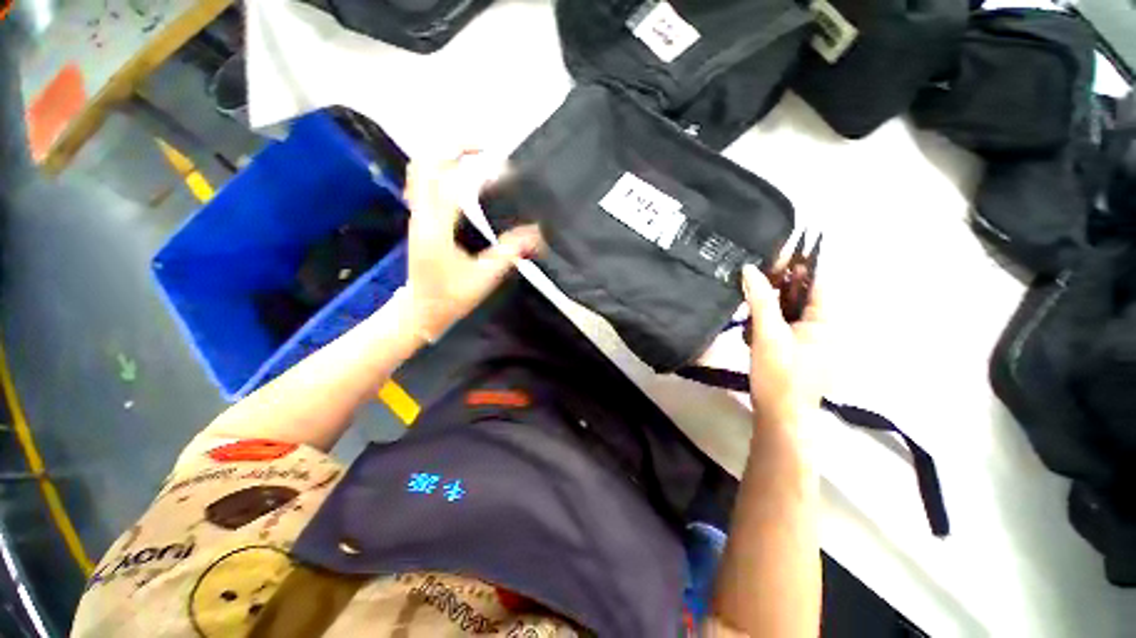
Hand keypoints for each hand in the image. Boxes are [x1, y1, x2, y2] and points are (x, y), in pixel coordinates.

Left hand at [403, 158, 541, 340]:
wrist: (421, 311)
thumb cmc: (451, 297)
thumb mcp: (485, 277)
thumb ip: (510, 252)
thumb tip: (537, 233)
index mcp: (436, 228)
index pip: (448, 179)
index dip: (473, 164)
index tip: (501, 163)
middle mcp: (421, 215)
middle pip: (425, 164)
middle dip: (453, 147)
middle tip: (484, 148)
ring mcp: (416, 216)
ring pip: (420, 171)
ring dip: (446, 156)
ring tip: (475, 157)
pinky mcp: (419, 220)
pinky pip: (423, 184)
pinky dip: (442, 171)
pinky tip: (462, 178)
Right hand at [741, 264, 826, 428]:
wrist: (780, 416)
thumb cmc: (779, 375)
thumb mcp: (768, 335)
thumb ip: (760, 300)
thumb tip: (749, 269)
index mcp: (826, 320)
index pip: (816, 280)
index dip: (797, 263)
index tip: (771, 253)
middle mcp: (823, 325)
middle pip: (801, 293)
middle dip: (776, 285)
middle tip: (750, 278)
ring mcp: (809, 337)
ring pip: (788, 308)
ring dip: (767, 305)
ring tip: (748, 308)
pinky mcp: (795, 347)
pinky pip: (782, 324)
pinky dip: (766, 321)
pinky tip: (750, 330)